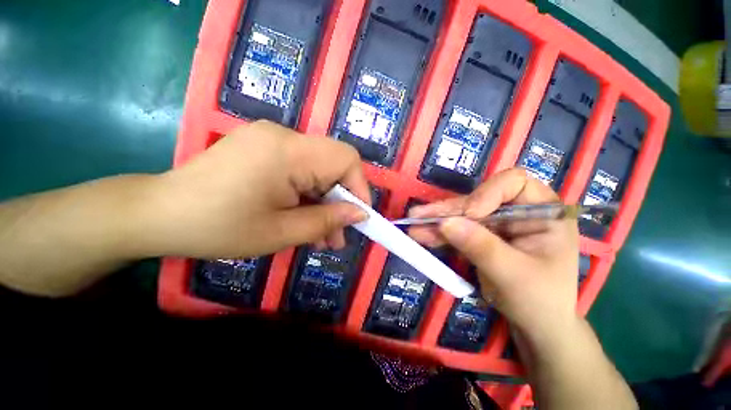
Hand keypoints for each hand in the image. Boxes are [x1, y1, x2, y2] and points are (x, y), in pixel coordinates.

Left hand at [147, 120, 369, 258]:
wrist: (159, 214)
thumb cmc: (218, 228)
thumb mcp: (281, 232)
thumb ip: (327, 221)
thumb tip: (359, 214)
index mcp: (288, 151)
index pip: (346, 158)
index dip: (359, 188)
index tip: (358, 217)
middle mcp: (283, 136)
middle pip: (333, 164)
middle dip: (340, 200)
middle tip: (336, 235)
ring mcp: (272, 139)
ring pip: (318, 170)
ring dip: (324, 201)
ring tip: (321, 235)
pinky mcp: (264, 148)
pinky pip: (301, 170)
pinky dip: (308, 194)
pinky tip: (302, 217)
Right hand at [408, 168, 578, 342]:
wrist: (535, 326)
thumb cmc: (540, 301)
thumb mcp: (514, 275)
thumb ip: (481, 247)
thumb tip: (445, 223)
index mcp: (543, 212)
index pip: (514, 183)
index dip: (487, 193)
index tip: (469, 215)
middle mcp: (518, 212)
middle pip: (478, 199)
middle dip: (449, 209)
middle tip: (419, 215)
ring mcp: (497, 224)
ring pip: (462, 214)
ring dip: (437, 220)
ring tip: (413, 223)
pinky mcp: (481, 236)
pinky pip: (457, 229)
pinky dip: (439, 233)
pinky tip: (421, 234)